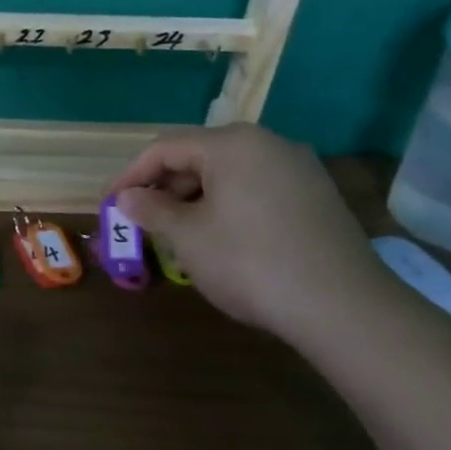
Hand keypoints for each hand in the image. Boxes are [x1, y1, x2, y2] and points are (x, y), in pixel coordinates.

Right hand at [110, 124, 393, 343]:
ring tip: (176, 234)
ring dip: (194, 199)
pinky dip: (227, 206)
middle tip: (141, 221)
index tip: (109, 204)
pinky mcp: (316, 196)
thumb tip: (127, 198)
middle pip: (199, 155)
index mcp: (232, 143)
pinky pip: (257, 189)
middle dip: (163, 187)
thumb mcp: (188, 237)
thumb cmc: (250, 262)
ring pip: (229, 174)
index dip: (130, 175)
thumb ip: (152, 210)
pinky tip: (220, 239)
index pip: (165, 147)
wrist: (341, 305)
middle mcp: (268, 144)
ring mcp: (299, 168)